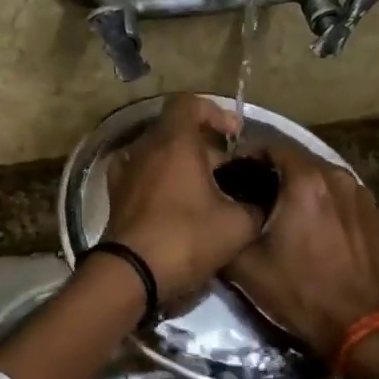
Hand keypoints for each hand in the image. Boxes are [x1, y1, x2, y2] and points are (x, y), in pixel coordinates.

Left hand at [103, 94, 262, 300]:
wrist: (130, 275)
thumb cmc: (186, 239)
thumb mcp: (237, 225)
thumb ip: (255, 205)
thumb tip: (262, 199)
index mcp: (174, 142)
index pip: (189, 103)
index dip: (215, 112)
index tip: (234, 136)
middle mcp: (145, 147)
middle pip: (176, 129)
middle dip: (204, 145)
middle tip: (227, 173)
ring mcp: (126, 170)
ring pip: (159, 152)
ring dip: (182, 163)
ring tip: (205, 190)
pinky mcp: (116, 194)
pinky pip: (143, 173)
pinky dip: (161, 179)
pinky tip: (176, 203)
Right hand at [223, 142, 378, 360]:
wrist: (362, 327)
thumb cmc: (300, 291)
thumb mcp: (246, 266)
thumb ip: (228, 228)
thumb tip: (218, 214)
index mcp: (306, 180)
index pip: (271, 146)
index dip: (248, 157)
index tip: (234, 175)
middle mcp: (337, 176)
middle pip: (299, 160)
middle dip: (275, 172)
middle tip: (255, 195)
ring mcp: (362, 195)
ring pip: (323, 177)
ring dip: (302, 187)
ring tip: (285, 212)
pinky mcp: (377, 215)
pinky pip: (343, 197)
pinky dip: (326, 203)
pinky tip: (316, 228)